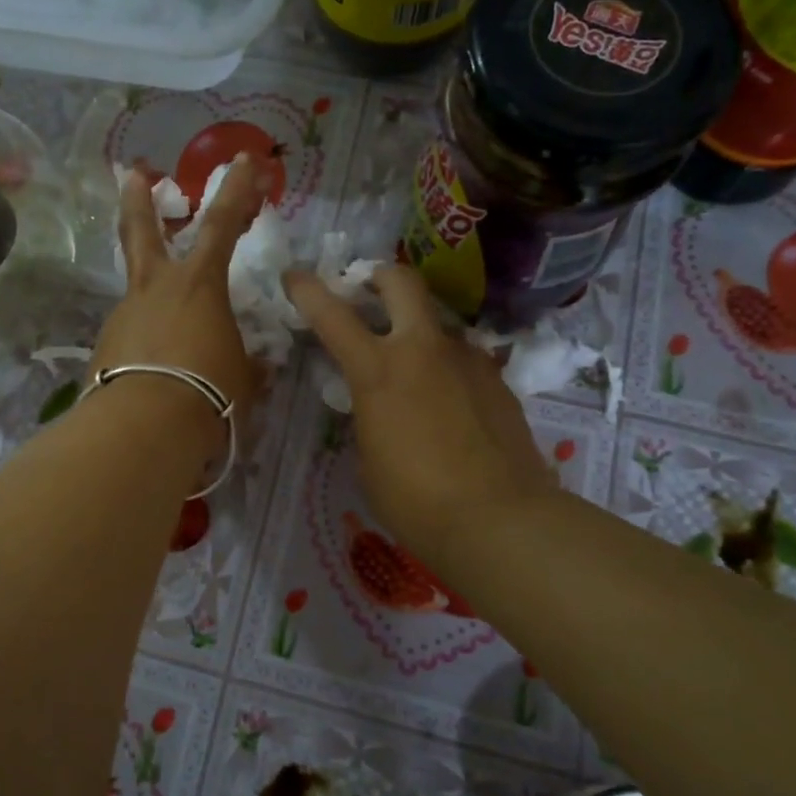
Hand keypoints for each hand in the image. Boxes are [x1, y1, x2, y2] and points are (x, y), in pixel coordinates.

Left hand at [90, 154, 264, 423]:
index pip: (223, 224)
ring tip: (171, 328)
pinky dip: (145, 341)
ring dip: (151, 293)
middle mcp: (156, 288)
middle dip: (140, 199)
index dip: (238, 190)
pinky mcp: (105, 347)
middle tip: (133, 173)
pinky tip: (156, 368)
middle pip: (143, 231)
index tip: (245, 159)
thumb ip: (248, 367)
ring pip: (136, 288)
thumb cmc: (209, 392)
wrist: (145, 427)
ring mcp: (125, 315)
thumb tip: (257, 368)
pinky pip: (132, 334)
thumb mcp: (243, 379)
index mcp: (199, 284)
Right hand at [285, 265, 558, 573]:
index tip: (294, 275)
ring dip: (417, 333)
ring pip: (436, 324)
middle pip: (401, 281)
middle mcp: (423, 349)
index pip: (332, 315)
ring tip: (414, 374)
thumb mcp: (369, 458)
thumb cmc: (416, 500)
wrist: (501, 520)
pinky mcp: (498, 380)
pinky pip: (462, 360)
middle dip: (379, 277)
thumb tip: (381, 405)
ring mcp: (466, 360)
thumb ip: (370, 416)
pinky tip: (449, 407)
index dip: (308, 290)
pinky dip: (447, 370)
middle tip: (369, 292)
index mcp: (378, 370)